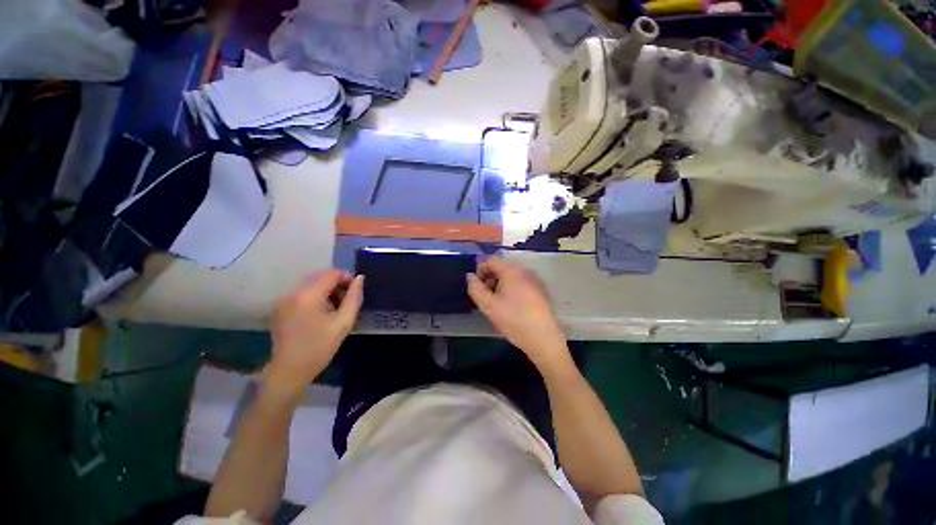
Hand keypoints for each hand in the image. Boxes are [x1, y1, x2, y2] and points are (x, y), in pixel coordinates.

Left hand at [266, 270, 363, 398]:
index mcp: (308, 295)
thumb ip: (354, 297)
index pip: (331, 274)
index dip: (347, 278)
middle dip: (337, 284)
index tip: (356, 291)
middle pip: (320, 277)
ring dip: (327, 290)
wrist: (289, 371)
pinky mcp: (280, 308)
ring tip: (336, 308)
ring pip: (311, 285)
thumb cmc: (320, 347)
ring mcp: (283, 300)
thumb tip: (359, 279)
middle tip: (347, 301)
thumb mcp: (343, 322)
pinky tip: (321, 313)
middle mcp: (292, 292)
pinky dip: (315, 297)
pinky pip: (302, 294)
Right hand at [466, 258, 570, 371]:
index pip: (491, 260)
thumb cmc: (514, 320)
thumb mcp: (489, 306)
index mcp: (512, 271)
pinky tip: (511, 306)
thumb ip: (475, 289)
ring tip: (496, 303)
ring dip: (500, 284)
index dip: (480, 270)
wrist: (543, 338)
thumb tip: (470, 276)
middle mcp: (525, 271)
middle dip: (490, 278)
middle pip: (502, 267)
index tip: (476, 286)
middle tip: (485, 296)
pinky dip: (511, 289)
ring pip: (511, 276)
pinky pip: (521, 283)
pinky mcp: (540, 290)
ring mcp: (535, 280)